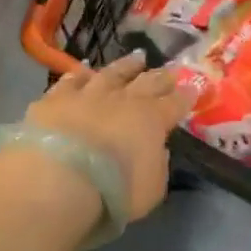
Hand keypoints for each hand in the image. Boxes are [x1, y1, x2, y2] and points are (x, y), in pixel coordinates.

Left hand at [25, 52, 194, 221]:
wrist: (58, 180)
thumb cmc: (113, 191)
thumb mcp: (151, 189)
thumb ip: (158, 166)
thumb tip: (157, 149)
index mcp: (152, 120)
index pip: (175, 103)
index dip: (186, 96)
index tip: (193, 87)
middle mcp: (124, 99)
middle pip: (148, 81)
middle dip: (162, 75)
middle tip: (171, 69)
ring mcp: (89, 94)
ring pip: (112, 73)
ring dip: (126, 66)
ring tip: (136, 58)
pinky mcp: (56, 98)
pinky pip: (72, 80)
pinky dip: (81, 75)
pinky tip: (84, 71)